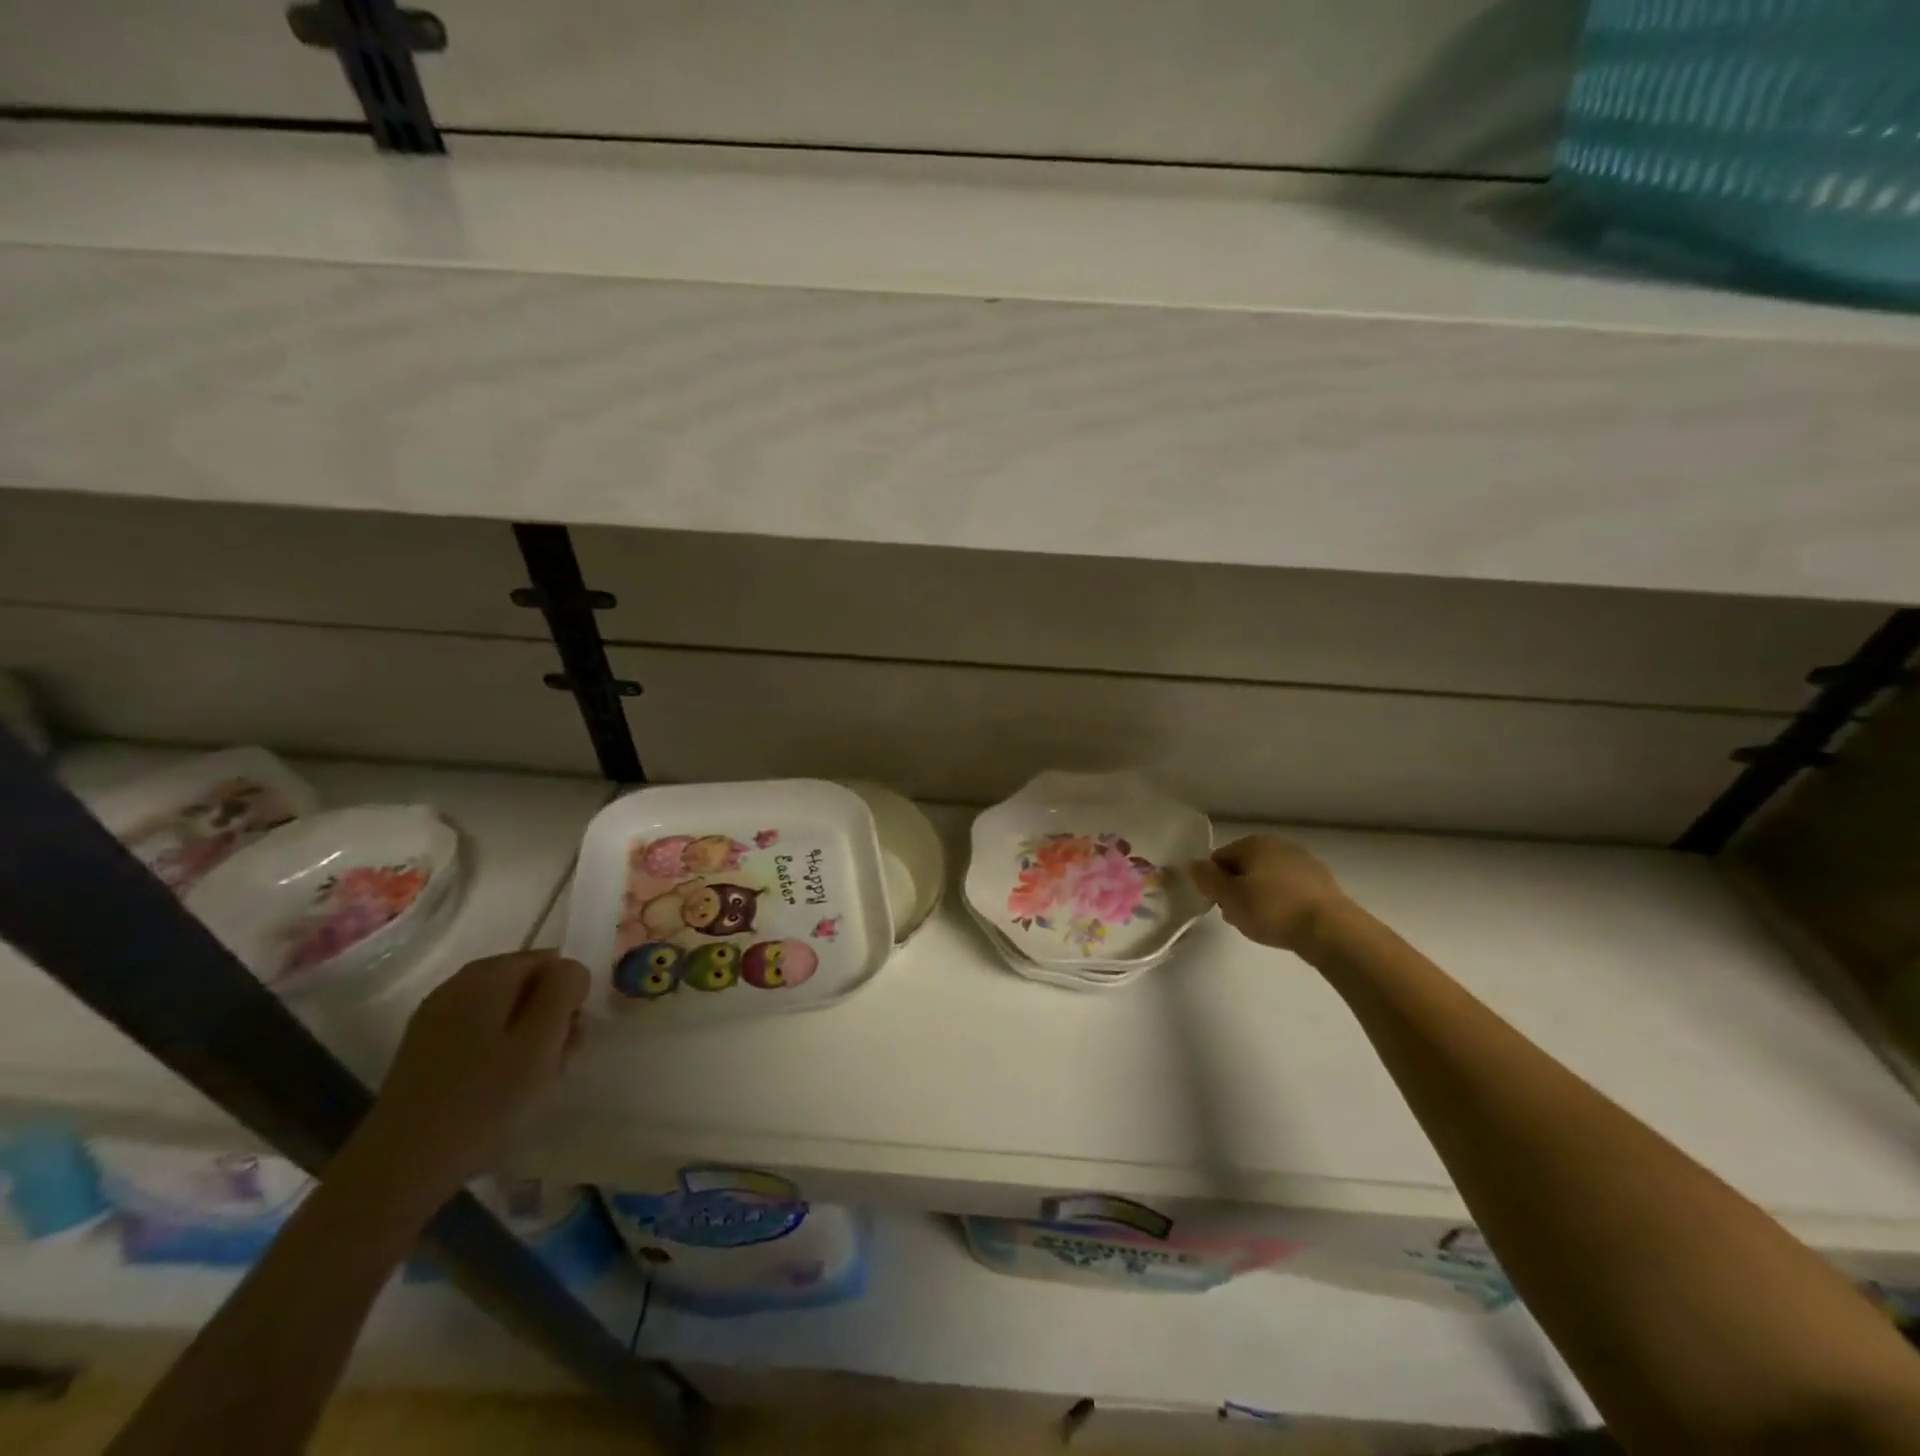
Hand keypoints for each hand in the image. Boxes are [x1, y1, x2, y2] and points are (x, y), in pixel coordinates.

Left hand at [336, 951, 588, 1217]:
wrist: (400, 1168)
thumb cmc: (484, 1099)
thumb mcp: (543, 1039)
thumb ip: (565, 989)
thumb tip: (569, 970)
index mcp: (487, 974)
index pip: (552, 962)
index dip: (568, 997)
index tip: (566, 1037)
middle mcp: (457, 985)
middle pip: (528, 986)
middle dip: (550, 1020)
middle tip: (553, 1064)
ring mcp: (436, 1019)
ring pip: (507, 1014)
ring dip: (528, 1041)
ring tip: (530, 1084)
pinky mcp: (426, 1051)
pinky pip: (481, 1036)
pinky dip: (500, 1055)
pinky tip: (500, 1091)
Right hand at [1188, 835, 1350, 952]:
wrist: (1330, 930)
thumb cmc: (1272, 910)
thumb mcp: (1229, 897)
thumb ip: (1206, 879)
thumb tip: (1191, 863)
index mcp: (1254, 844)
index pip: (1220, 858)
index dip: (1213, 882)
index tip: (1217, 905)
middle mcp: (1279, 845)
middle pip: (1245, 867)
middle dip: (1237, 890)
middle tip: (1237, 916)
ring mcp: (1304, 862)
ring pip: (1269, 879)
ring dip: (1260, 897)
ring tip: (1261, 924)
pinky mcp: (1323, 883)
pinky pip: (1291, 890)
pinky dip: (1282, 902)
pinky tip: (1284, 923)